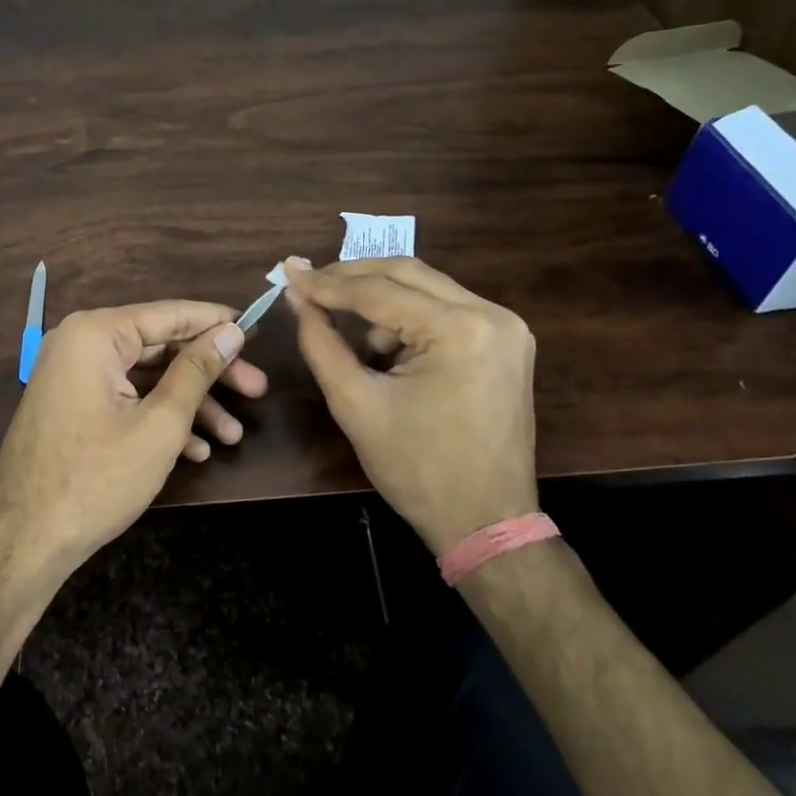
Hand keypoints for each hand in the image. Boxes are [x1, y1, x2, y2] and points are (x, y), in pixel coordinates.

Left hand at [0, 301, 267, 579]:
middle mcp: (81, 343)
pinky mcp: (72, 405)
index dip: (218, 323)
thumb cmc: (96, 478)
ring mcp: (73, 376)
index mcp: (96, 333)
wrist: (23, 542)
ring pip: (146, 377)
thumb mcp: (160, 423)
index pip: (171, 314)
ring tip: (233, 435)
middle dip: (210, 373)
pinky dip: (158, 418)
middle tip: (257, 391)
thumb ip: (197, 370)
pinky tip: (195, 450)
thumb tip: (231, 331)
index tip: (257, 332)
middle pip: (160, 346)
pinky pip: (124, 398)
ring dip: (190, 404)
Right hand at [285, 257, 536, 553]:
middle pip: (408, 273)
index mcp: (459, 330)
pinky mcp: (507, 341)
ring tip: (350, 335)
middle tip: (309, 281)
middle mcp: (492, 315)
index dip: (328, 283)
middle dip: (353, 277)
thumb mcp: (355, 403)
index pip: (379, 290)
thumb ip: (321, 341)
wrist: (486, 522)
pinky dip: (408, 319)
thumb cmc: (416, 468)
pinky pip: (445, 310)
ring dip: (381, 301)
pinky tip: (387, 352)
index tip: (288, 272)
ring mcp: (507, 327)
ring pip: (426, 288)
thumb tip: (297, 296)